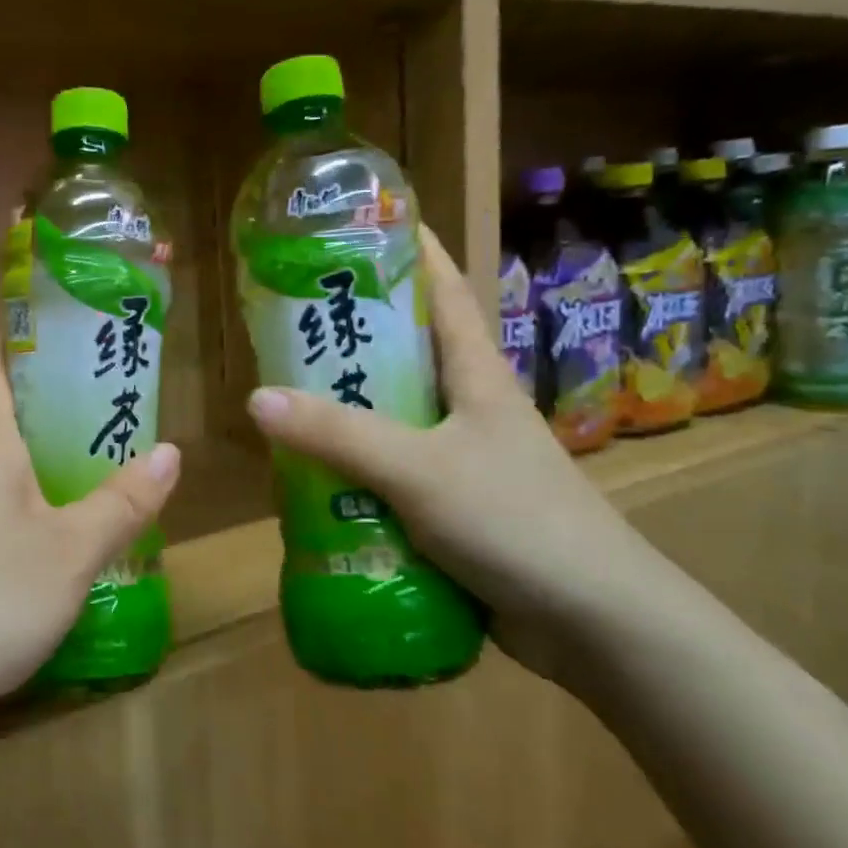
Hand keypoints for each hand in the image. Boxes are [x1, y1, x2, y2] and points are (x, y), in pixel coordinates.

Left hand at [0, 338, 181, 717]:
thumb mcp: (72, 551)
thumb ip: (122, 502)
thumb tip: (170, 452)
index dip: (11, 339)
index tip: (50, 330)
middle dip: (39, 403)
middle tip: (95, 404)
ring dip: (28, 457)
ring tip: (80, 466)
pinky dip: (14, 503)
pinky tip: (43, 536)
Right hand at [245, 225, 666, 679]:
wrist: (592, 623)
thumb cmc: (515, 520)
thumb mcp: (419, 469)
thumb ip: (338, 435)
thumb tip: (256, 399)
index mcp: (475, 374)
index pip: (443, 290)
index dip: (410, 250)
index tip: (362, 224)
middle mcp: (468, 407)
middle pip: (405, 352)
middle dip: (353, 334)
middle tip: (290, 320)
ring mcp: (461, 458)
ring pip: (391, 417)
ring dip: (345, 410)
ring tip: (284, 398)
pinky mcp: (450, 506)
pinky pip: (389, 473)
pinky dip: (353, 470)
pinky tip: (311, 478)